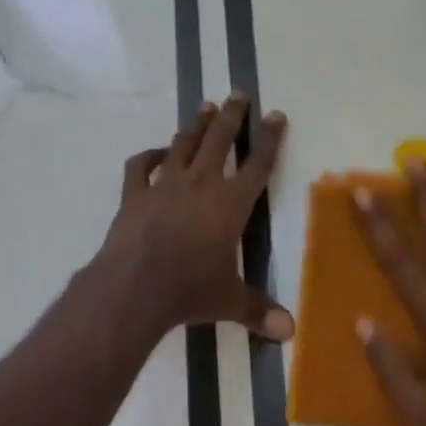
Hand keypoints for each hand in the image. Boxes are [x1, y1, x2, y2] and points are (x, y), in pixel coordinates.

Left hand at [95, 93, 293, 341]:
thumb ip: (259, 311)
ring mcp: (164, 185)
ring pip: (183, 144)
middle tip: (237, 93)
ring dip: (195, 126)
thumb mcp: (229, 301)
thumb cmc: (189, 290)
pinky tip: (155, 153)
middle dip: (231, 115)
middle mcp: (200, 184)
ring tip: (204, 108)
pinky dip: (148, 156)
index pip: (258, 165)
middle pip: (220, 140)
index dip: (269, 139)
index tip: (275, 114)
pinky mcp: (134, 194)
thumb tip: (290, 333)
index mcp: (231, 204)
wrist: (134, 287)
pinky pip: (141, 166)